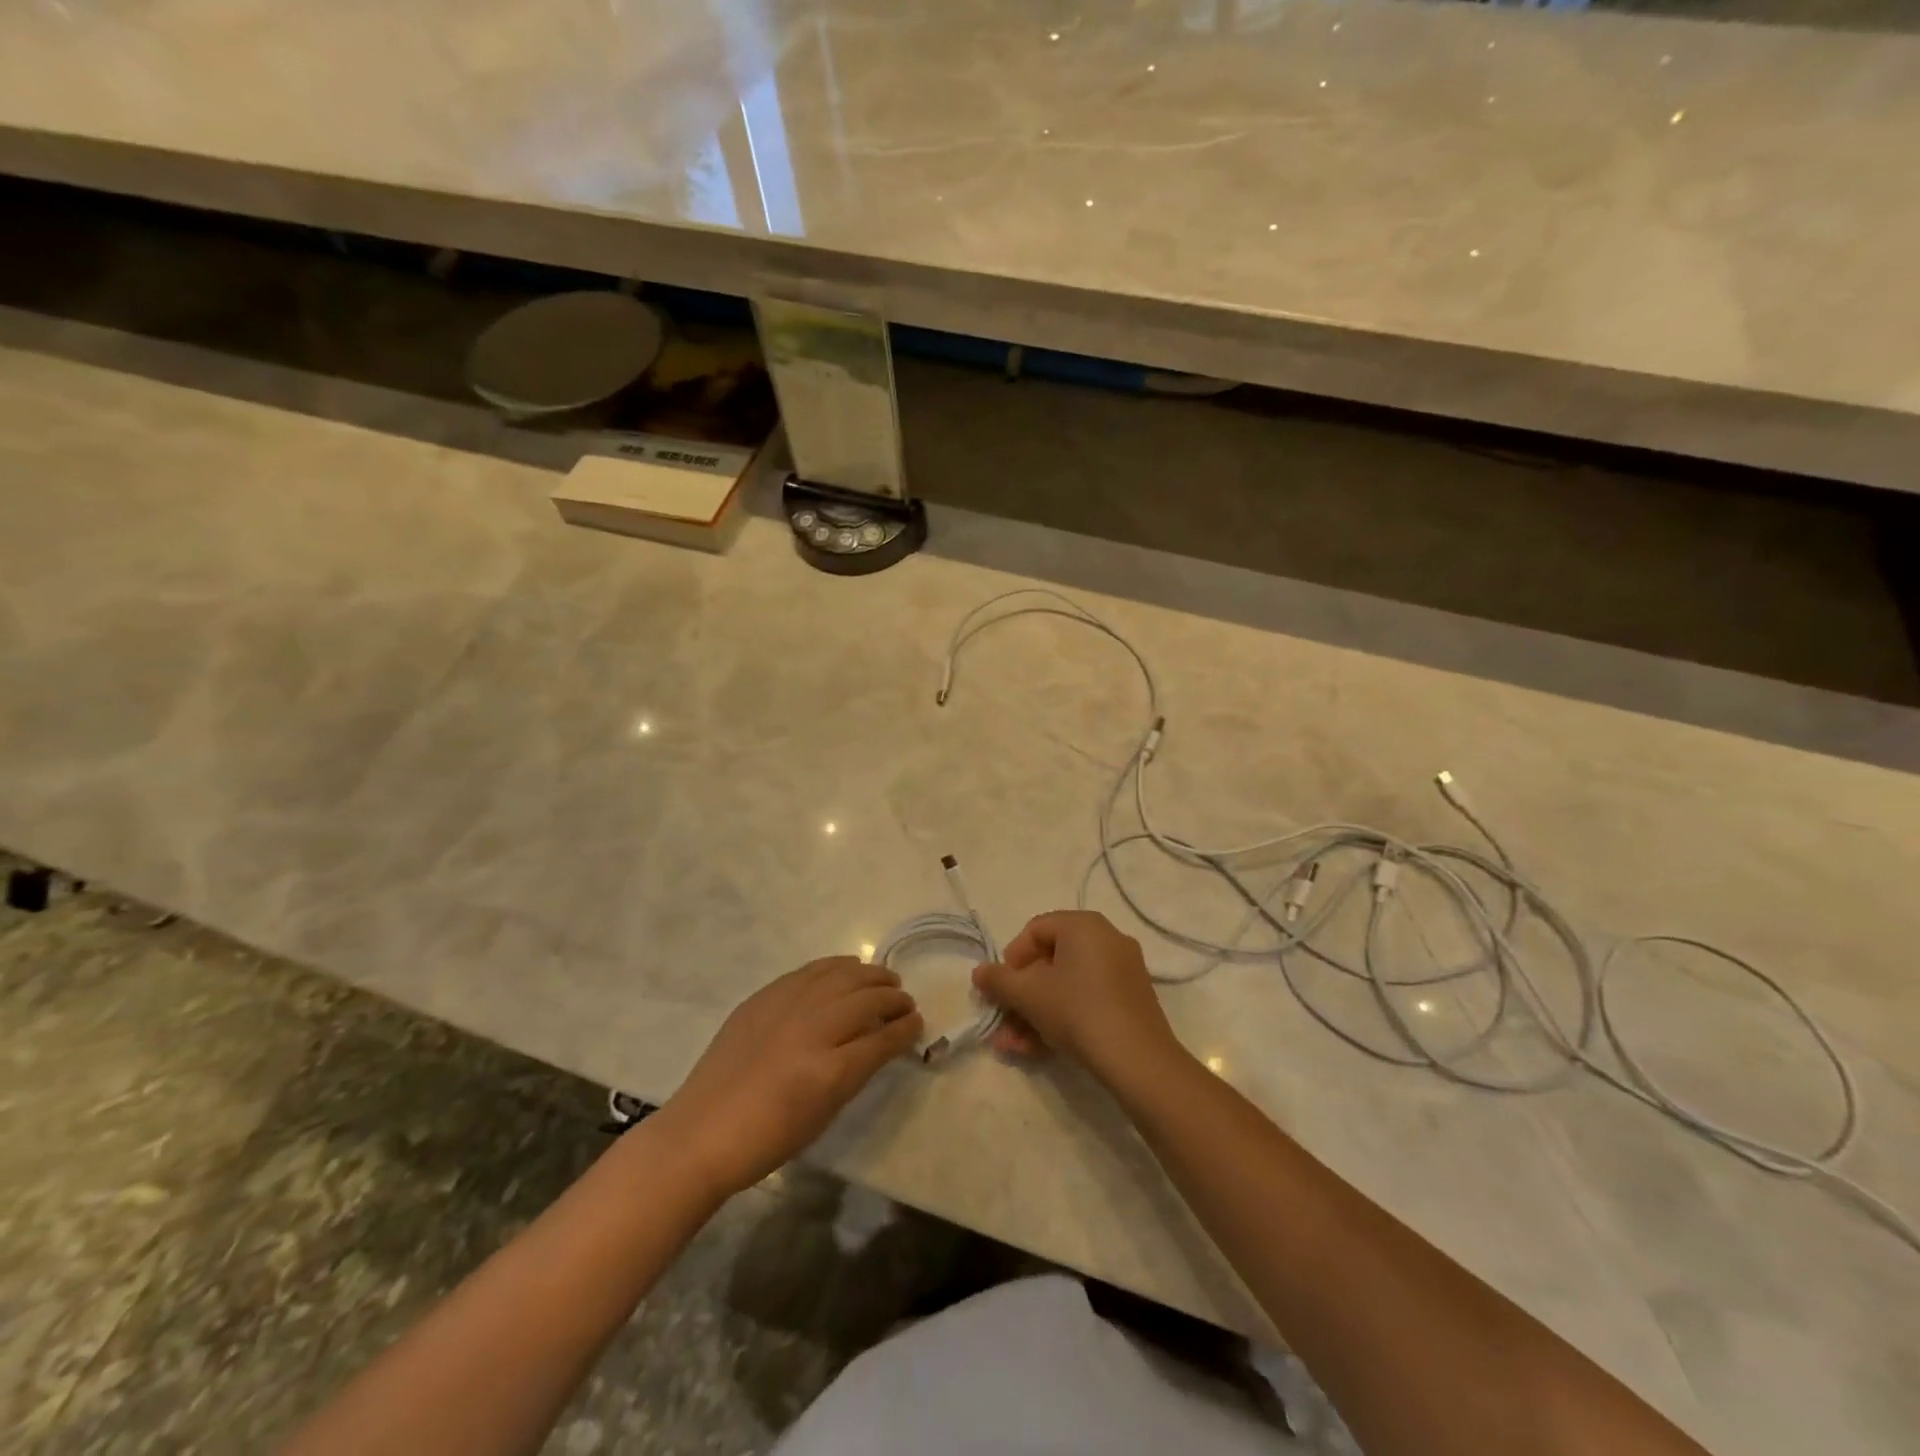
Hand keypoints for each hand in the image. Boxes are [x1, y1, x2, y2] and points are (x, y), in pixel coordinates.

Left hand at [660, 958, 921, 1196]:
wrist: (703, 1132)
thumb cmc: (768, 1139)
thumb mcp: (824, 1113)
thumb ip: (855, 1072)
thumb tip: (879, 1042)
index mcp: (831, 1071)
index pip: (882, 1039)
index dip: (905, 1029)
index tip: (918, 1024)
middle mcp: (813, 1029)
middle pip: (866, 1000)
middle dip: (893, 999)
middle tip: (906, 1002)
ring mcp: (787, 1007)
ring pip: (842, 976)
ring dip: (870, 976)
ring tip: (885, 980)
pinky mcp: (765, 997)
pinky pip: (811, 971)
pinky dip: (836, 967)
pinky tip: (848, 968)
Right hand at [972, 911, 1182, 1085]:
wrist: (1138, 1060)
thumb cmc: (1077, 1011)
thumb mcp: (1029, 994)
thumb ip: (998, 980)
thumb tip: (979, 972)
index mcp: (1084, 925)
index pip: (1035, 930)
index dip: (1011, 959)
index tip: (1000, 989)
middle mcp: (1107, 939)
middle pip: (1050, 962)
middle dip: (1020, 996)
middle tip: (1002, 1023)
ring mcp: (1122, 970)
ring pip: (1066, 986)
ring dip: (1035, 1014)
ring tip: (1014, 1046)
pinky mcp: (1131, 1000)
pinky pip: (1087, 999)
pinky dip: (1062, 1018)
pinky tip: (1039, 1050)